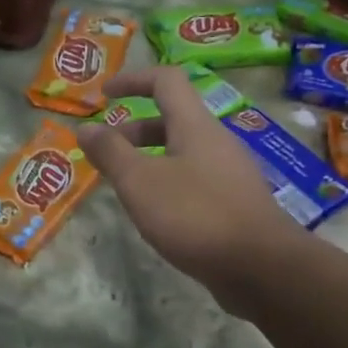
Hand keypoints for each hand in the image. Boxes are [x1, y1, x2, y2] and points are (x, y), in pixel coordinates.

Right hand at [76, 67, 301, 300]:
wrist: (262, 267)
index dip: (133, 79)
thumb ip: (110, 152)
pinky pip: (194, 179)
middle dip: (133, 130)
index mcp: (195, 126)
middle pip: (172, 119)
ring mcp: (230, 173)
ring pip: (182, 152)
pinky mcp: (235, 203)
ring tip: (124, 187)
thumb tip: (84, 127)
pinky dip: (167, 184)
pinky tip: (155, 214)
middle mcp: (216, 141)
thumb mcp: (140, 182)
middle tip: (105, 153)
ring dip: (148, 159)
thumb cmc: (195, 215)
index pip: (166, 80)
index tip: (103, 94)